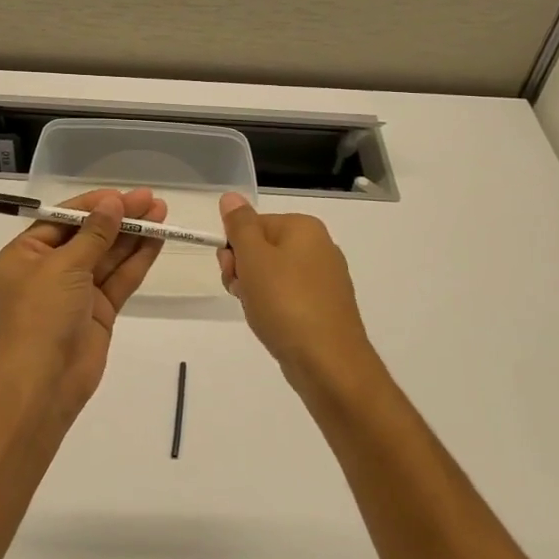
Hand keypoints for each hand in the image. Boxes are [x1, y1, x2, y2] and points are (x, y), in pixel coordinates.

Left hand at [0, 188, 165, 416]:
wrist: (44, 381)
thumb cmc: (41, 314)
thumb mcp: (64, 266)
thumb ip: (93, 234)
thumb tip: (113, 203)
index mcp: (25, 255)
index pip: (62, 220)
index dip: (93, 205)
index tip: (121, 195)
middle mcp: (49, 270)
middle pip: (88, 236)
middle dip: (118, 218)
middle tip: (151, 199)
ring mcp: (76, 291)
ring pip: (108, 256)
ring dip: (133, 235)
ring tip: (161, 212)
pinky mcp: (99, 311)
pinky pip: (119, 279)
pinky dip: (137, 260)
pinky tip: (158, 239)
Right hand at [218, 192, 377, 393]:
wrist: (328, 362)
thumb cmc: (285, 302)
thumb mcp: (254, 257)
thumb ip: (239, 224)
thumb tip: (231, 196)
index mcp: (303, 227)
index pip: (252, 225)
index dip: (234, 249)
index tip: (231, 272)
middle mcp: (319, 246)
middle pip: (262, 248)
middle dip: (243, 271)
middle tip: (242, 293)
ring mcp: (325, 278)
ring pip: (272, 275)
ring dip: (255, 292)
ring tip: (259, 313)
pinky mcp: (325, 306)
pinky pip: (288, 297)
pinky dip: (274, 308)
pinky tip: (273, 325)